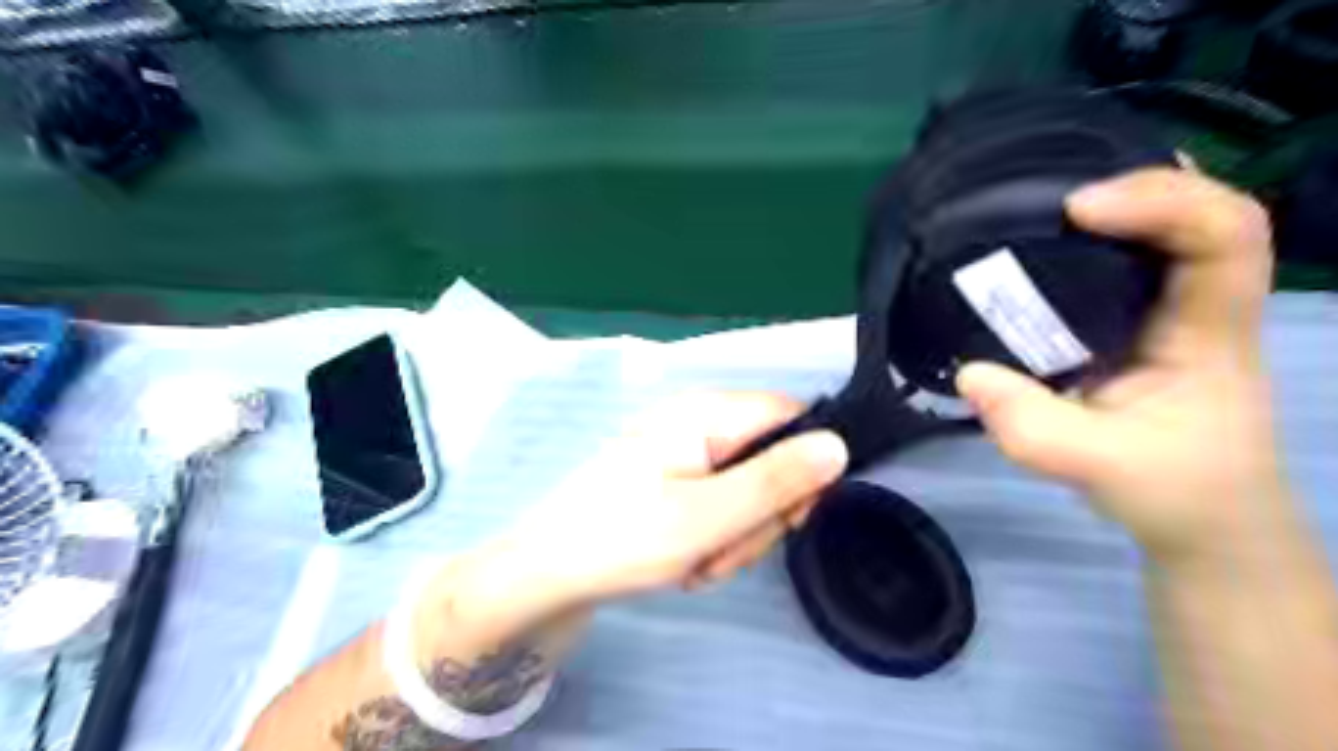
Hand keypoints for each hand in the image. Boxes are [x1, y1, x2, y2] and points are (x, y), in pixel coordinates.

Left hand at [491, 397, 843, 605]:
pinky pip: (720, 504)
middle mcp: (699, 423)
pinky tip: (684, 559)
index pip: (792, 416)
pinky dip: (713, 538)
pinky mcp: (675, 480)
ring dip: (734, 536)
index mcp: (706, 413)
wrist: (547, 573)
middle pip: (772, 458)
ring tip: (694, 561)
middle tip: (722, 550)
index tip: (792, 517)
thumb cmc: (623, 538)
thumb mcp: (708, 516)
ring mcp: (685, 453)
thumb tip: (839, 445)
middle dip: (759, 516)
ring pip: (749, 491)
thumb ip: (776, 480)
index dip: (805, 466)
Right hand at [955, 167, 1277, 559]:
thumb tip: (968, 374)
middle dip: (1138, 186)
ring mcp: (1174, 314)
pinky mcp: (1143, 326)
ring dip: (1120, 204)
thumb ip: (1031, 427)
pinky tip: (1049, 241)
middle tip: (1057, 189)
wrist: (1205, 519)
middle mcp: (1201, 307)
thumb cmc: (1173, 491)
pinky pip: (1131, 263)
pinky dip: (1097, 240)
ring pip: (1170, 231)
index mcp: (1211, 332)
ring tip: (1050, 198)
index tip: (1078, 211)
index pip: (1227, 234)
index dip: (1163, 202)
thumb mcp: (1097, 468)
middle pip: (1203, 211)